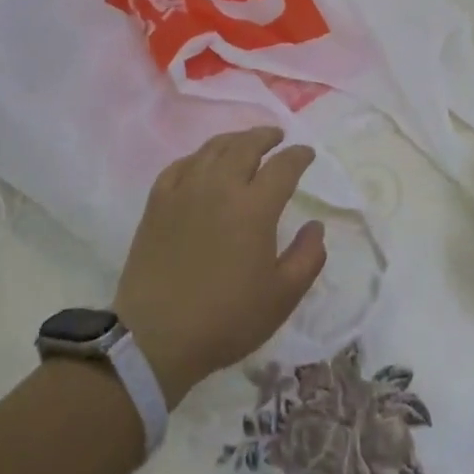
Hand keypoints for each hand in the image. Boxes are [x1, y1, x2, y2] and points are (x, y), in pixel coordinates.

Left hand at [113, 127, 325, 407]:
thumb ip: (308, 257)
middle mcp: (220, 186)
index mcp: (255, 207)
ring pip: (213, 149)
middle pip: (246, 145)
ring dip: (234, 140)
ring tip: (244, 143)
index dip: (299, 156)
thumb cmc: (226, 319)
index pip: (283, 166)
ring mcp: (184, 190)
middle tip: (276, 137)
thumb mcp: (282, 297)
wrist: (156, 337)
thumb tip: (316, 226)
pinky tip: (202, 164)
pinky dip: (198, 157)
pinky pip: (180, 165)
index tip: (307, 154)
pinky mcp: (157, 202)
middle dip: (266, 136)